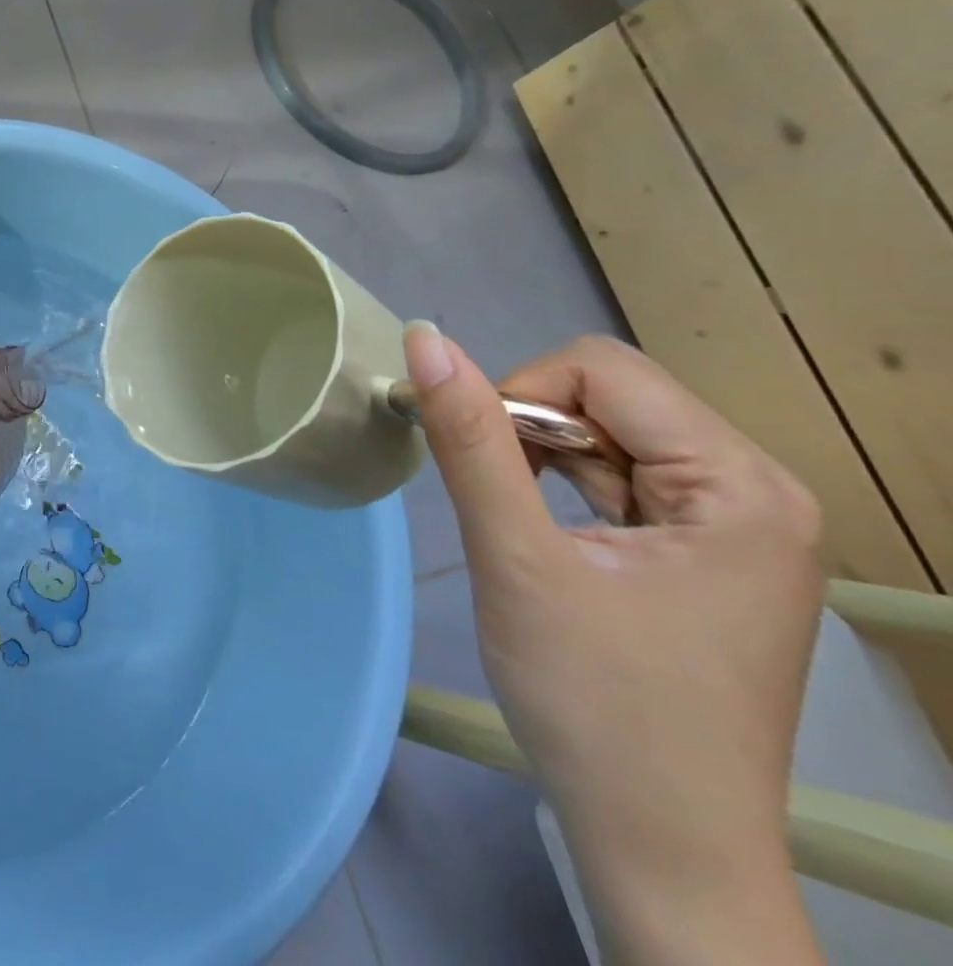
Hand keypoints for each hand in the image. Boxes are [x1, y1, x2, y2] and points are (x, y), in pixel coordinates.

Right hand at [403, 326, 824, 963]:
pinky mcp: (708, 552)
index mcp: (741, 486)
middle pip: (611, 398)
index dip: (520, 399)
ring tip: (523, 534)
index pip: (602, 372)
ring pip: (609, 435)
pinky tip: (550, 545)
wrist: (659, 844)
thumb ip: (469, 440)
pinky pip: (622, 479)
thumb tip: (424, 338)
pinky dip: (565, 490)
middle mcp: (758, 491)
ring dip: (544, 463)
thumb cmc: (593, 702)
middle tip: (500, 508)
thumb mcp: (517, 559)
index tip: (483, 469)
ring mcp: (739, 525)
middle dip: (533, 433)